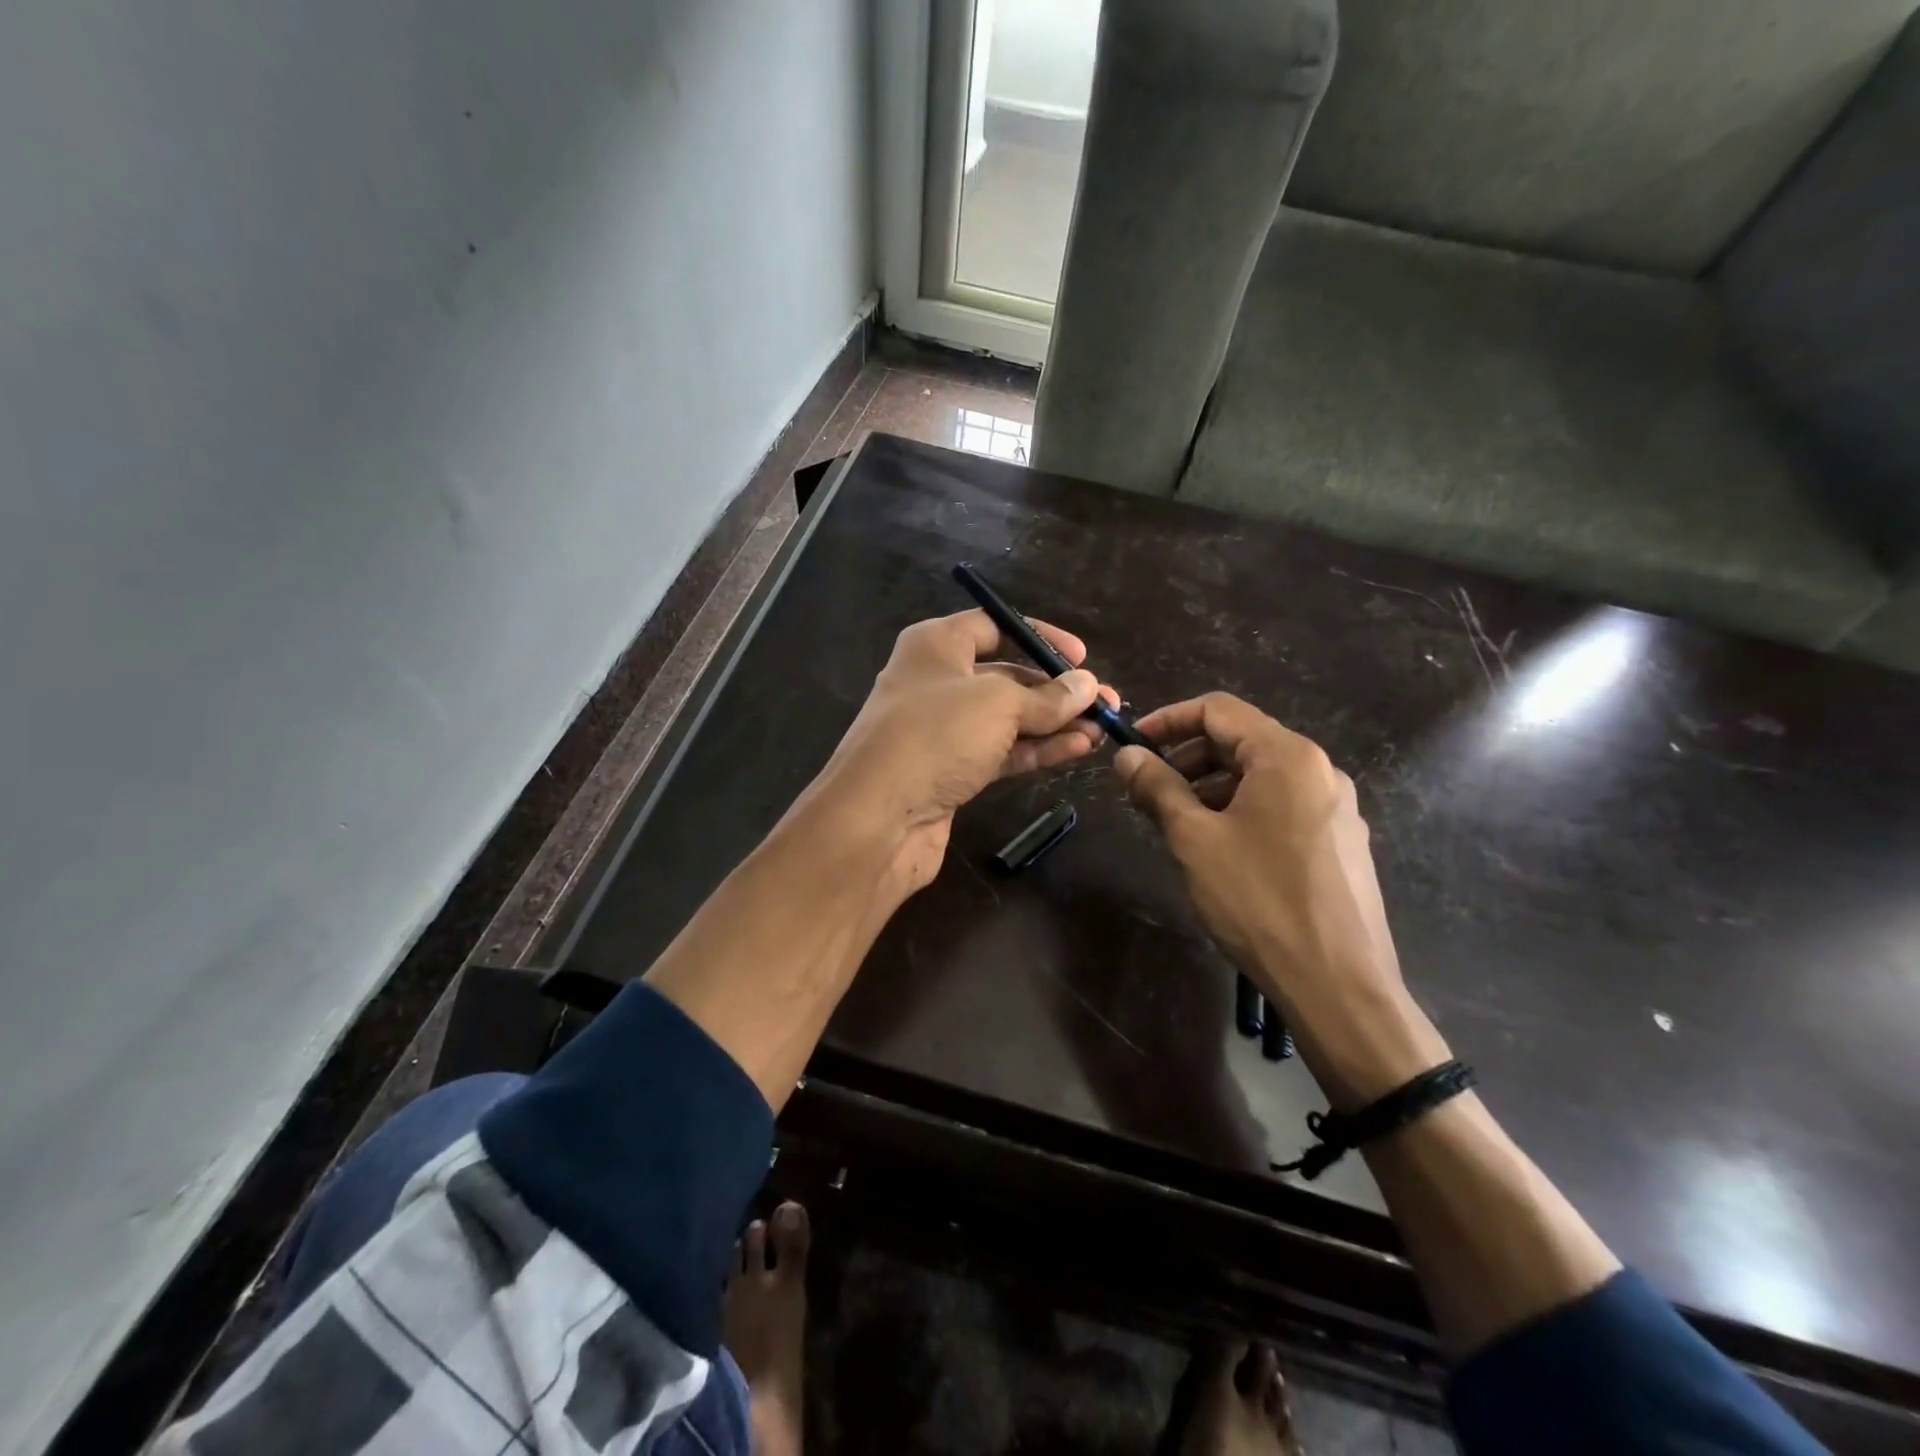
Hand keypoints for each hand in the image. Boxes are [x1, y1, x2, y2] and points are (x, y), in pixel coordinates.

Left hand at [812, 610, 1118, 891]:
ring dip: (1054, 724)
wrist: (877, 819)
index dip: (1038, 636)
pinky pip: (1001, 752)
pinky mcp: (950, 771)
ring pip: (1007, 720)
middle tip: (1104, 703)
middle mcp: (937, 682)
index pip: (993, 626)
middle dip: (1056, 691)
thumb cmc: (935, 736)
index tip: (1080, 657)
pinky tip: (1078, 749)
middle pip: (1006, 677)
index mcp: (936, 646)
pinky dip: (1037, 750)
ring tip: (1102, 729)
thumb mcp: (998, 704)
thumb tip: (1088, 685)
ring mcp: (942, 730)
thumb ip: (1047, 697)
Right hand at [1114, 693, 1445, 1107]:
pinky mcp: (1341, 843)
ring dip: (1211, 788)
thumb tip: (1126, 755)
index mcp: (1287, 756)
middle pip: (1241, 741)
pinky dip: (1241, 811)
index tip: (1132, 747)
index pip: (1218, 710)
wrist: (1338, 985)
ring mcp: (1336, 808)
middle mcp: (1320, 770)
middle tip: (1147, 792)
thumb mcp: (1194, 839)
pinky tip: (1220, 850)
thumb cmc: (1258, 900)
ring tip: (1177, 824)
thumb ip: (1157, 788)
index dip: (1168, 720)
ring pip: (1261, 777)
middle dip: (1187, 758)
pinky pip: (1282, 806)